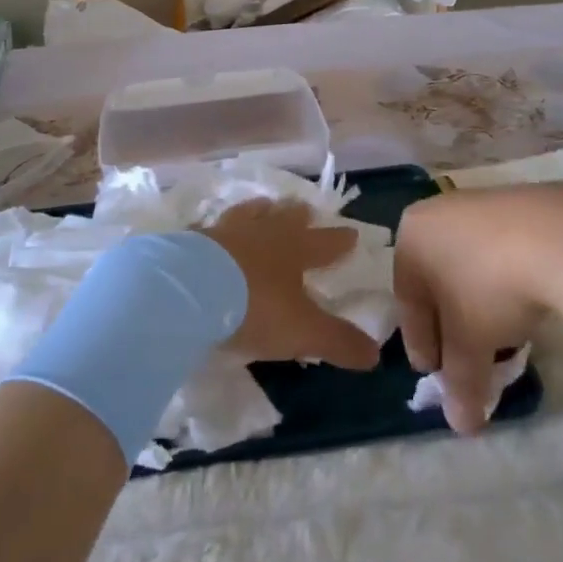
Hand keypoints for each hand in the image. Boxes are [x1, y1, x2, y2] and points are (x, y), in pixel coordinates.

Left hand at [200, 201, 381, 370]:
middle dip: (298, 214)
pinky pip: (209, 229)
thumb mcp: (302, 332)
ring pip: (248, 213)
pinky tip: (211, 232)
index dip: (340, 241)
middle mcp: (262, 231)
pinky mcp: (192, 239)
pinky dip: (216, 230)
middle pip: (286, 217)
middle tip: (305, 209)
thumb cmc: (253, 307)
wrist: (187, 290)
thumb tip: (375, 355)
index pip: (325, 242)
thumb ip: (338, 341)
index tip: (352, 234)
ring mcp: (225, 231)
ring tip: (263, 206)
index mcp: (294, 249)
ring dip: (259, 211)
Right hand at [392, 187, 562, 433]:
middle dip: (450, 323)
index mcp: (411, 237)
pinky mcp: (516, 203)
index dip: (422, 344)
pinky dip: (503, 279)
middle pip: (436, 280)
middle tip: (466, 359)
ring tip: (500, 336)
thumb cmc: (490, 286)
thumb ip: (460, 383)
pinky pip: (497, 249)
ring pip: (467, 264)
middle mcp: (436, 214)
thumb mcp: (471, 343)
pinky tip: (523, 301)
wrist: (557, 235)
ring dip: (477, 302)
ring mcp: (477, 204)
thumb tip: (460, 425)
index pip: (407, 301)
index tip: (436, 374)